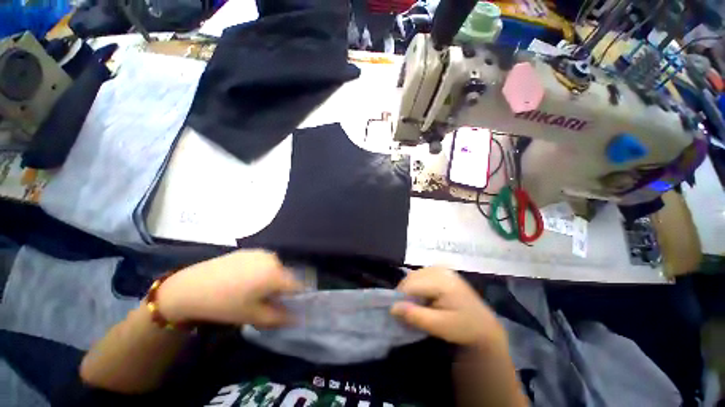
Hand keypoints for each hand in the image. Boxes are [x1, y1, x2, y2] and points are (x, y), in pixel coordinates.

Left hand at [157, 250, 302, 327]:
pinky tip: (242, 280)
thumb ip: (279, 318)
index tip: (287, 306)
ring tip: (251, 291)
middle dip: (280, 289)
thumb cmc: (225, 305)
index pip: (298, 285)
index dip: (296, 297)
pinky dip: (260, 271)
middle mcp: (273, 259)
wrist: (192, 287)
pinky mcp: (250, 251)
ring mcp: (261, 253)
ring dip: (270, 279)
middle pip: (286, 276)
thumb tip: (298, 319)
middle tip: (264, 301)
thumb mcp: (253, 316)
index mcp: (276, 274)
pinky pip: (263, 262)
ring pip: (275, 269)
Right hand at [391, 267, 506, 350]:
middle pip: (411, 278)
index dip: (401, 298)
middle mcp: (439, 269)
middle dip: (406, 294)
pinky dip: (417, 287)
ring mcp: (441, 268)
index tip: (401, 315)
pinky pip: (420, 275)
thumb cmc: (464, 328)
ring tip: (419, 306)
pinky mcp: (441, 270)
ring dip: (411, 290)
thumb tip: (392, 308)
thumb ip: (415, 316)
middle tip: (410, 312)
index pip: (411, 285)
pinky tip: (425, 298)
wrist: (484, 325)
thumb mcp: (440, 326)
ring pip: (414, 276)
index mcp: (442, 281)